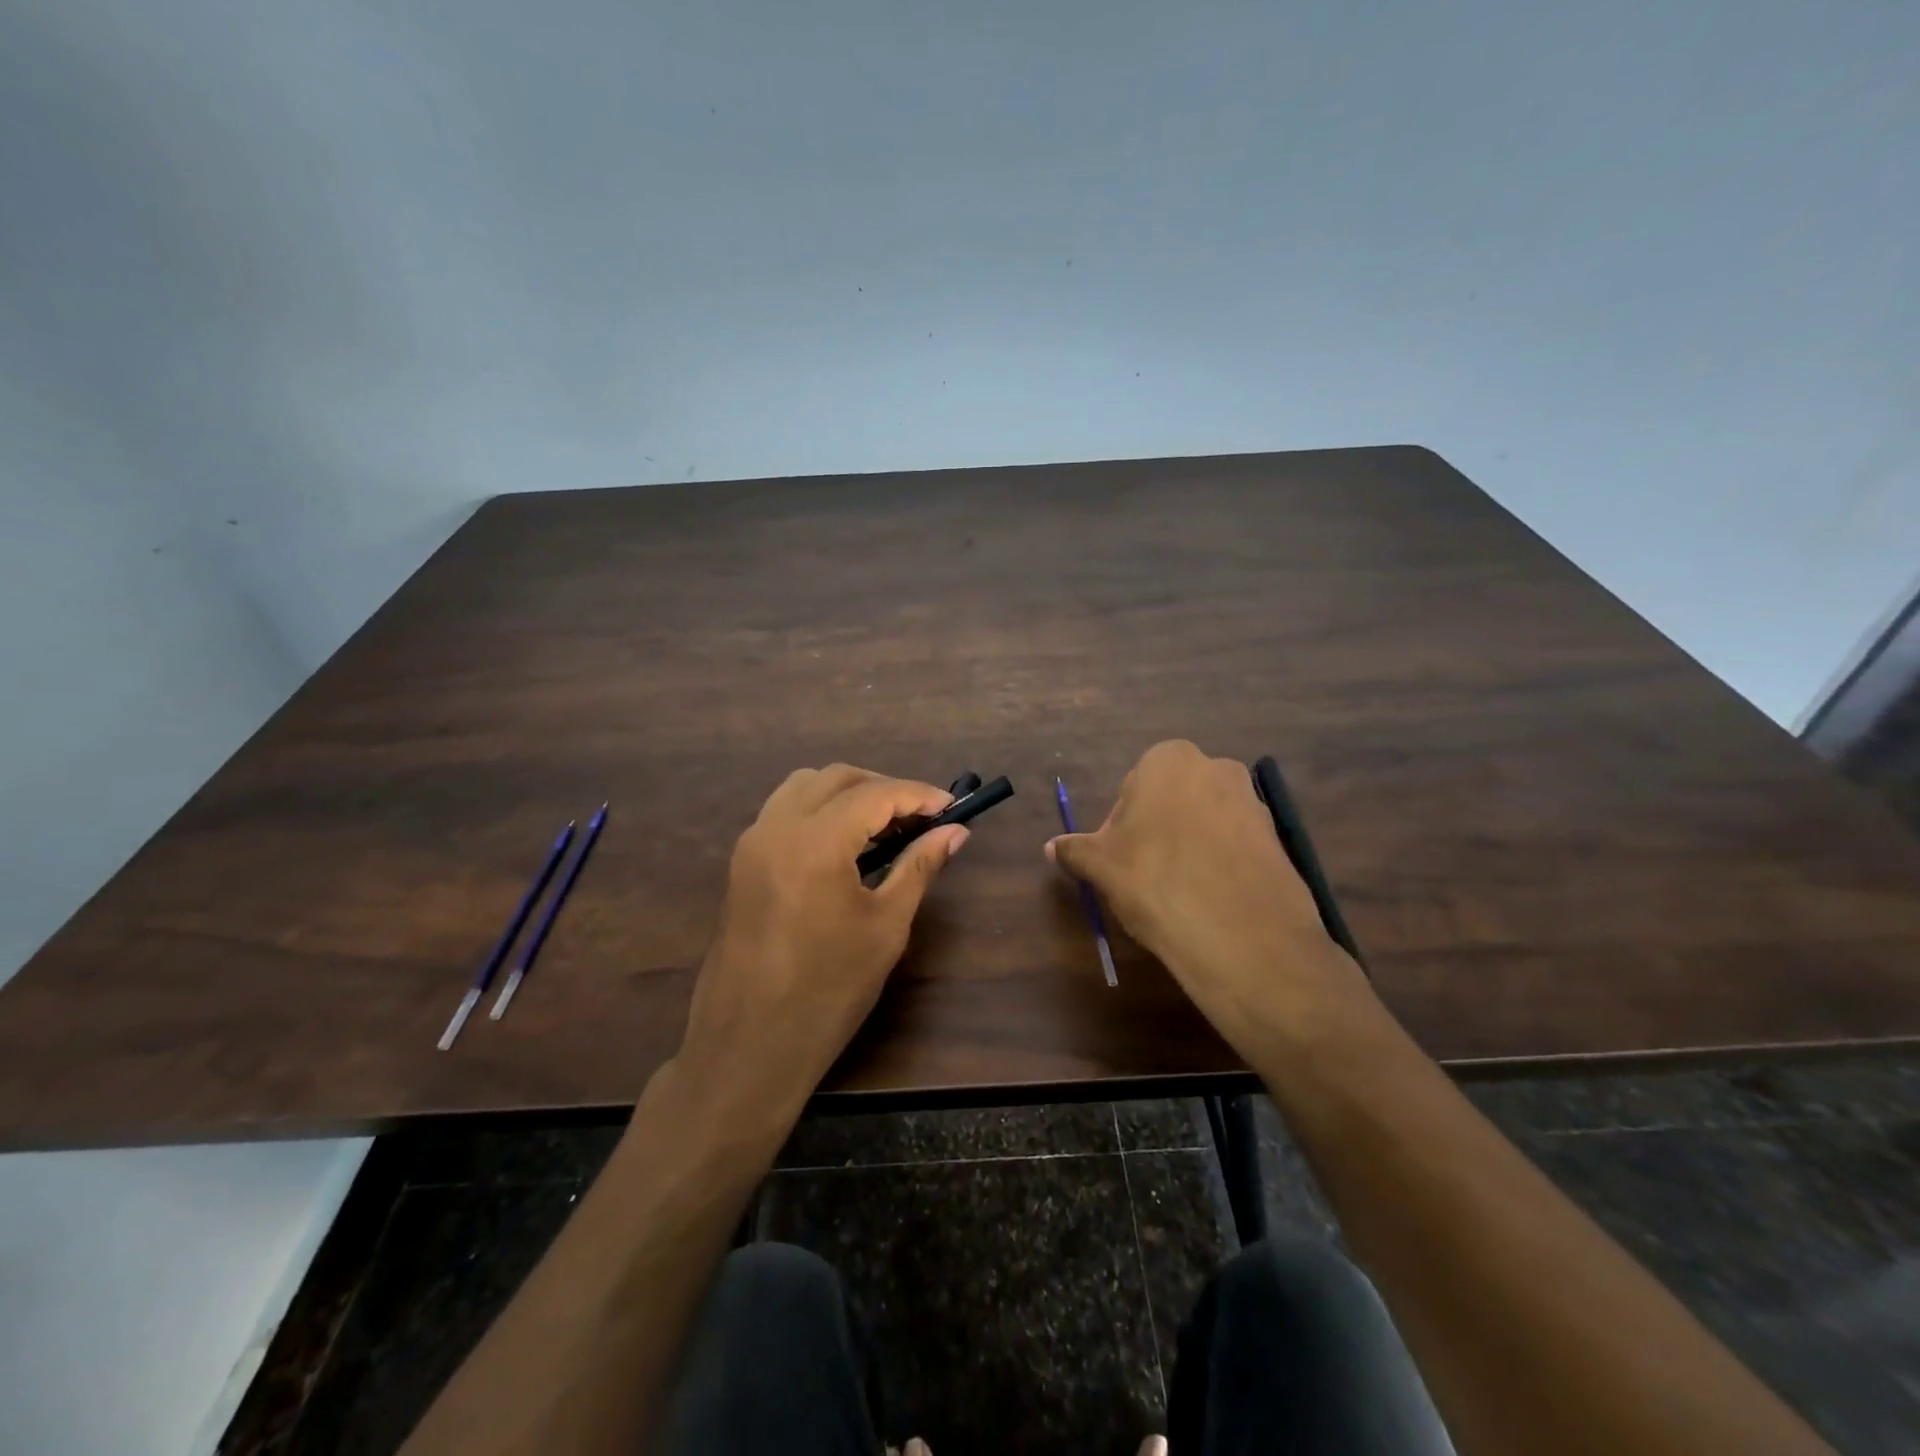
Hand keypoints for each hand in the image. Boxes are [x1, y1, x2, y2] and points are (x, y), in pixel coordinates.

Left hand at [678, 765, 967, 1120]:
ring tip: (885, 827)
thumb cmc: (828, 992)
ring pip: (805, 786)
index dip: (919, 794)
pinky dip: (820, 810)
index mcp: (814, 842)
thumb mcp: (885, 927)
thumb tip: (955, 832)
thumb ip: (919, 867)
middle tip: (922, 818)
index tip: (953, 807)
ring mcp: (752, 842)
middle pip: (837, 777)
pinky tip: (846, 844)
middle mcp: (776, 827)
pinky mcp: (742, 861)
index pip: (875, 794)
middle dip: (884, 788)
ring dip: (849, 793)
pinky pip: (784, 811)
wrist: (748, 1047)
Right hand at [1046, 741, 1371, 1056]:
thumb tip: (1052, 847)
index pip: (1133, 787)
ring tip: (1179, 892)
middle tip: (1145, 875)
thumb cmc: (1154, 880)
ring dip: (1190, 847)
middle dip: (1158, 831)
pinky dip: (1220, 866)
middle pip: (1172, 800)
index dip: (1121, 825)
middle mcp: (1216, 768)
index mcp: (1169, 760)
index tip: (1119, 859)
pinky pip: (1235, 847)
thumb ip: (1076, 850)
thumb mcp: (1101, 866)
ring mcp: (1254, 803)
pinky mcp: (1278, 840)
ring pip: (1206, 822)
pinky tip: (1210, 901)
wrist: (1240, 934)